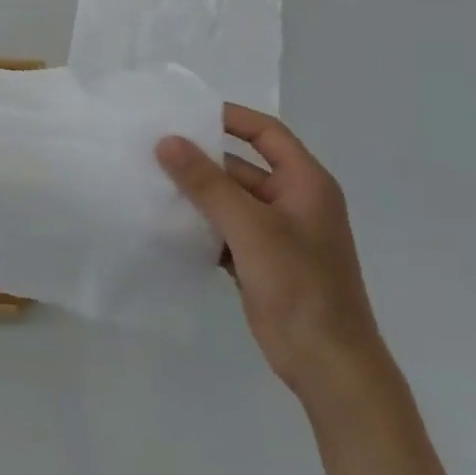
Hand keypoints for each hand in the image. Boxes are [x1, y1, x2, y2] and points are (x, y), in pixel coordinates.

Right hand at [156, 105, 384, 401]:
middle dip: (200, 160)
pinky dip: (198, 225)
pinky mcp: (260, 261)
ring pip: (228, 201)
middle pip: (241, 167)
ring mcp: (276, 234)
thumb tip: (167, 141)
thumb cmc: (299, 285)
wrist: (327, 361)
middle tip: (151, 149)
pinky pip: (223, 230)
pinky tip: (164, 223)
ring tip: (148, 182)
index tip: (185, 114)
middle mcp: (293, 202)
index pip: (267, 133)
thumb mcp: (250, 227)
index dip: (230, 118)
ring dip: (195, 194)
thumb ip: (207, 183)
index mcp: (306, 184)